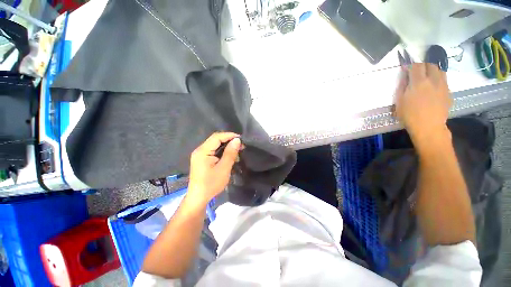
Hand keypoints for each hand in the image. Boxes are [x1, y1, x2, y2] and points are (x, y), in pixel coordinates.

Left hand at [188, 132, 241, 204]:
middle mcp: (200, 150)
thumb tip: (237, 140)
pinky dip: (223, 151)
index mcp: (203, 151)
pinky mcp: (202, 160)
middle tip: (241, 145)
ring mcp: (200, 155)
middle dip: (229, 140)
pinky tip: (230, 155)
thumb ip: (230, 153)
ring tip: (237, 150)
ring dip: (227, 146)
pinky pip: (214, 151)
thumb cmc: (211, 184)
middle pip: (215, 140)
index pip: (217, 137)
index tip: (241, 139)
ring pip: (215, 145)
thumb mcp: (223, 168)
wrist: (199, 198)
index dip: (229, 135)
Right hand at [395, 63, 451, 147]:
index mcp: (419, 82)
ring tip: (426, 78)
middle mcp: (433, 80)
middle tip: (416, 72)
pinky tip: (433, 88)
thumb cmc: (409, 116)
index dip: (410, 65)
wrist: (429, 127)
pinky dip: (438, 80)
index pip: (416, 65)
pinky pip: (444, 80)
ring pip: (440, 70)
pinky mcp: (448, 92)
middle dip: (422, 66)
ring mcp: (443, 86)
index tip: (406, 68)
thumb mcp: (399, 101)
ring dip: (432, 71)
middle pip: (430, 65)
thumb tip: (405, 76)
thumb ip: (402, 86)